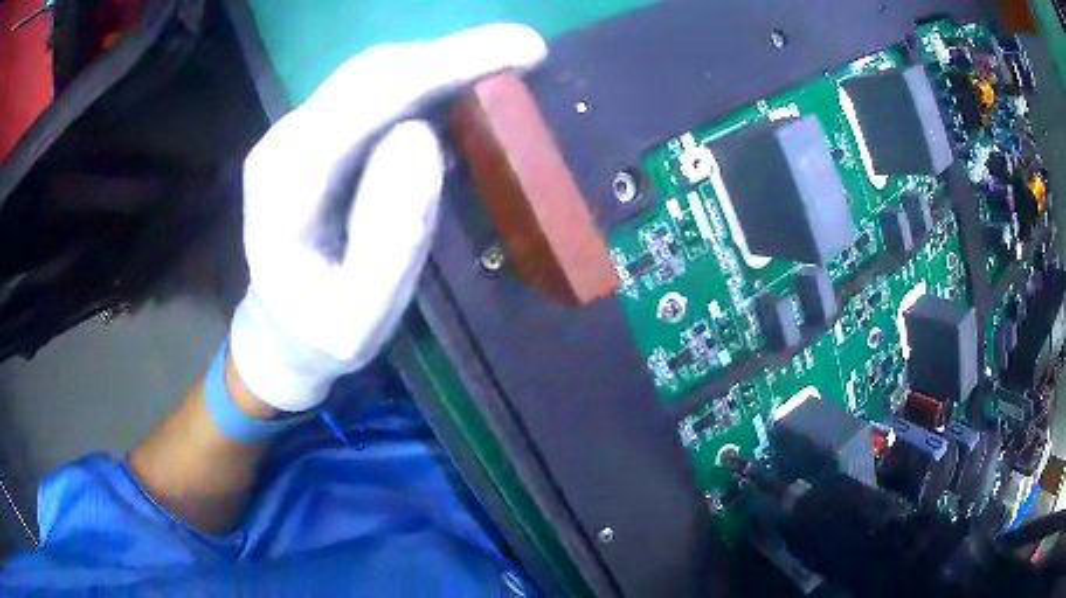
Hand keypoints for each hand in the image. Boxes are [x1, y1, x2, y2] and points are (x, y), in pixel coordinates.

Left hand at [229, 24, 546, 411]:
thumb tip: (423, 137)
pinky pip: (374, 95)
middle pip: (373, 73)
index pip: (369, 100)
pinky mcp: (314, 138)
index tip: (523, 49)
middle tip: (525, 53)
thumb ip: (390, 235)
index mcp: (286, 183)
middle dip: (452, 54)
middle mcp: (285, 141)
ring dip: (440, 66)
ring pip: (375, 76)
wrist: (282, 333)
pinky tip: (459, 94)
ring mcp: (296, 135)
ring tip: (501, 68)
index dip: (447, 64)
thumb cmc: (321, 334)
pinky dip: (423, 86)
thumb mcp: (361, 314)